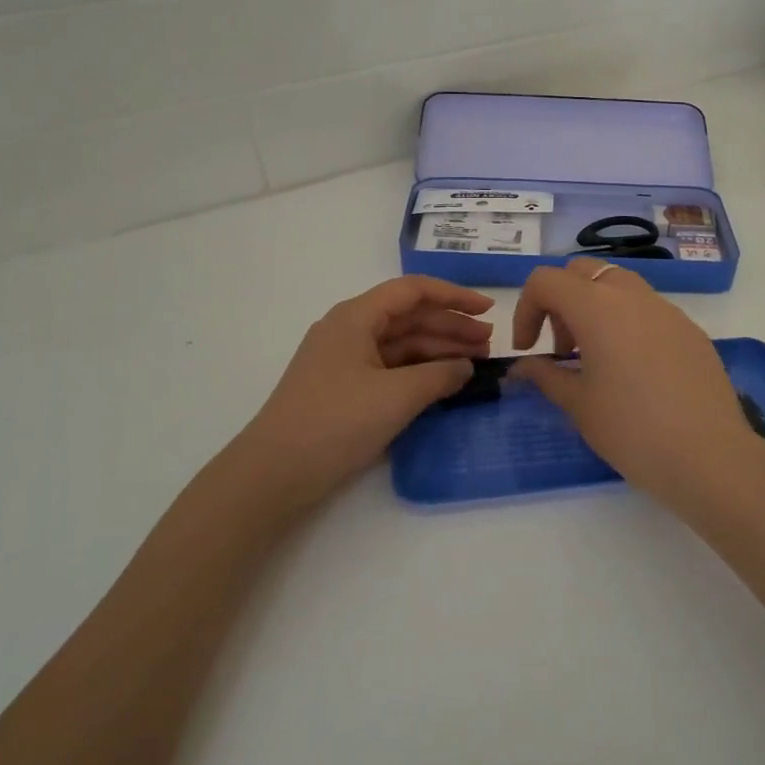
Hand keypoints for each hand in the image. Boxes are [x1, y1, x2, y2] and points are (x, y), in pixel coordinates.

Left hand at [228, 276, 492, 513]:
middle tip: (489, 344)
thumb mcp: (397, 396)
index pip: (413, 291)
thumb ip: (440, 376)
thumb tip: (465, 368)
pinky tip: (444, 383)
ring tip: (475, 364)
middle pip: (409, 317)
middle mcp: (349, 330)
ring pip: (401, 345)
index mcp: (355, 317)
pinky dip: (419, 373)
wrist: (274, 474)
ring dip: (438, 351)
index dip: (454, 297)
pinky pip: (390, 369)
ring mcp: (345, 361)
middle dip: (451, 327)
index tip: (489, 310)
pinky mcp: (344, 389)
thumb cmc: (336, 422)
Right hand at [510, 259, 760, 504]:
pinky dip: (628, 325)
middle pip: (583, 272)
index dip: (526, 310)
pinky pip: (649, 311)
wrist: (709, 456)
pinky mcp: (691, 330)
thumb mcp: (578, 404)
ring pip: (619, 287)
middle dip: (562, 302)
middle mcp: (632, 296)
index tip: (528, 349)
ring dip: (595, 309)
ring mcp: (667, 310)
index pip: (546, 281)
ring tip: (596, 360)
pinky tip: (635, 372)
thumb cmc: (631, 429)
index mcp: (597, 307)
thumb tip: (524, 366)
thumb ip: (545, 375)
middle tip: (562, 350)